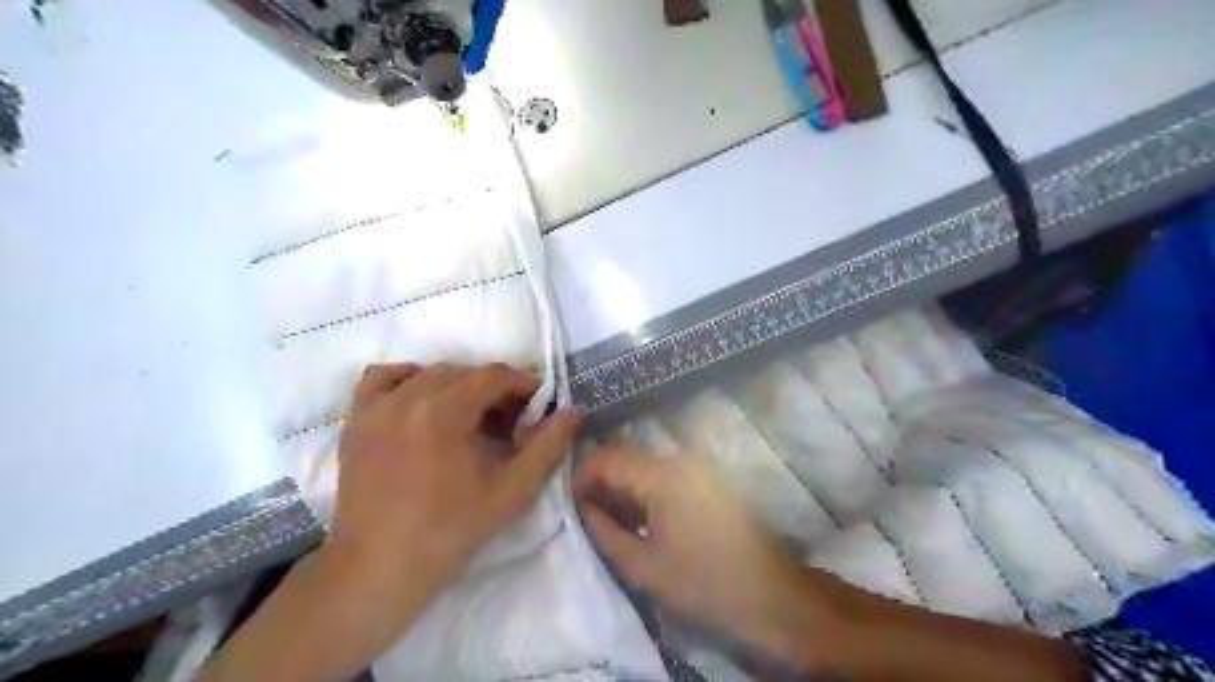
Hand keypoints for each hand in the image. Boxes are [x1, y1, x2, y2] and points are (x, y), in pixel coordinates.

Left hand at [328, 364, 582, 620]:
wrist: (379, 569)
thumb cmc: (450, 531)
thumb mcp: (512, 492)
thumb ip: (548, 448)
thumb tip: (572, 413)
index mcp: (444, 412)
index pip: (493, 375)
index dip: (523, 384)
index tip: (538, 405)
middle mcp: (407, 398)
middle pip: (463, 372)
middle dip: (493, 389)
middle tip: (509, 421)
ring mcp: (376, 408)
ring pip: (428, 374)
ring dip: (457, 385)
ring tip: (470, 416)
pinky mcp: (357, 422)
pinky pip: (382, 379)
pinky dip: (406, 379)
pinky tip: (420, 401)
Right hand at [572, 448, 835, 664]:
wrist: (773, 597)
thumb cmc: (704, 583)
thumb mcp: (643, 566)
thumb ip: (603, 531)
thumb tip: (581, 506)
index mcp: (662, 474)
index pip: (606, 458)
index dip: (580, 477)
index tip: (569, 504)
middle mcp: (681, 459)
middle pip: (626, 457)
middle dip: (601, 482)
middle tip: (587, 515)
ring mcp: (700, 466)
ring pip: (646, 465)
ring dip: (625, 487)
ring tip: (612, 520)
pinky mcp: (711, 478)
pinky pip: (668, 474)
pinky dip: (647, 491)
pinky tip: (643, 519)